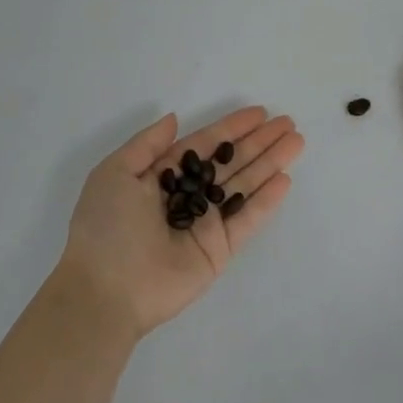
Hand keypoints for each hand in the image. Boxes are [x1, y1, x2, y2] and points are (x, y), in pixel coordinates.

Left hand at [58, 107, 304, 338]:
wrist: (106, 290)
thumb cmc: (106, 226)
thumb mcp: (114, 173)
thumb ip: (147, 144)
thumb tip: (175, 119)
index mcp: (160, 177)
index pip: (204, 146)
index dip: (231, 129)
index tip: (259, 113)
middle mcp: (187, 197)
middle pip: (230, 163)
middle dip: (259, 142)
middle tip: (288, 123)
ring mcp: (205, 224)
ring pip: (243, 186)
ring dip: (270, 163)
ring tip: (297, 142)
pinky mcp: (218, 250)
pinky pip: (246, 220)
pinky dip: (266, 201)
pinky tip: (284, 179)